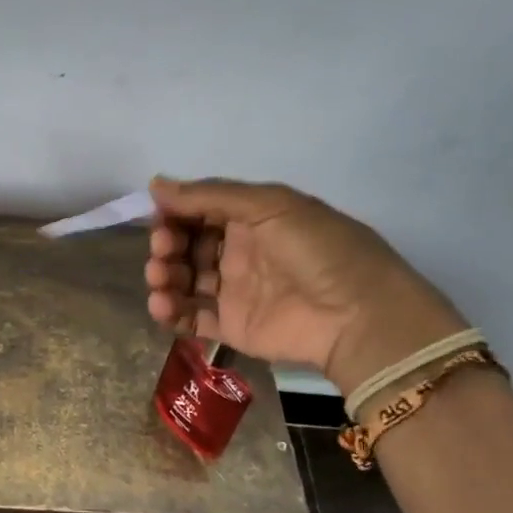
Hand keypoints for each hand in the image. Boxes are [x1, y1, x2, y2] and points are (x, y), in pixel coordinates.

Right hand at [145, 176, 465, 391]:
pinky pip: (191, 318)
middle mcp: (239, 253)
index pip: (200, 211)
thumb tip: (154, 184)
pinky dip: (170, 312)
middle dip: (166, 244)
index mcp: (251, 219)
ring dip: (163, 276)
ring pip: (184, 281)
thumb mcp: (270, 205)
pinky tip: (162, 305)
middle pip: (187, 246)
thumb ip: (210, 195)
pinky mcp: (232, 327)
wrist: (357, 314)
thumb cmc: (317, 249)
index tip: (157, 216)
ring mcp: (234, 292)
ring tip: (161, 279)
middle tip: (164, 250)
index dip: (175, 212)